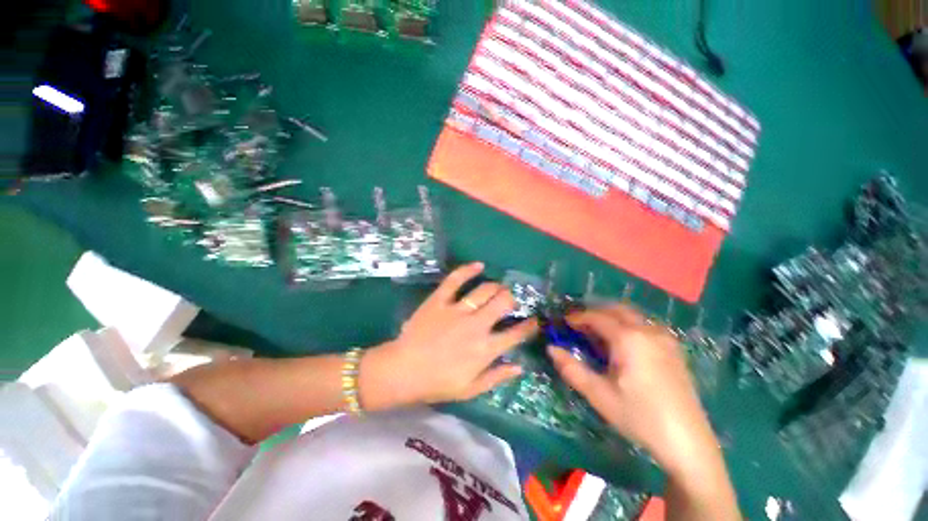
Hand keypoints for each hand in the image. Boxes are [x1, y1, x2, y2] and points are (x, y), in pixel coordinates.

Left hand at [361, 263, 537, 408]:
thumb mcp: (470, 389)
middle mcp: (476, 326)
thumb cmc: (437, 383)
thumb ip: (496, 377)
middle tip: (509, 301)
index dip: (529, 326)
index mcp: (485, 349)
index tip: (534, 320)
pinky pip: (455, 279)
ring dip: (496, 287)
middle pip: (503, 303)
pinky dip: (468, 270)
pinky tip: (479, 265)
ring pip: (485, 290)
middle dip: (511, 299)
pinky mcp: (439, 300)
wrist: (402, 371)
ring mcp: (457, 310)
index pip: (516, 334)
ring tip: (498, 288)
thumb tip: (519, 366)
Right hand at [548, 305, 719, 477]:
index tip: (563, 322)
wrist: (688, 442)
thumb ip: (571, 368)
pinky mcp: (674, 348)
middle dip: (594, 312)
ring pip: (632, 315)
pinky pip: (645, 325)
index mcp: (629, 338)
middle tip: (578, 324)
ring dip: (611, 317)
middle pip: (616, 309)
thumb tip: (551, 349)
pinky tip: (622, 343)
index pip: (597, 317)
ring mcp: (665, 338)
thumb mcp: (599, 394)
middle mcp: (648, 331)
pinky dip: (627, 325)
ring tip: (596, 333)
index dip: (578, 317)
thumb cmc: (639, 417)